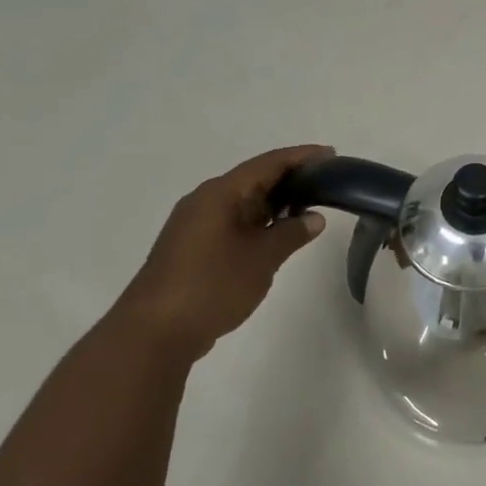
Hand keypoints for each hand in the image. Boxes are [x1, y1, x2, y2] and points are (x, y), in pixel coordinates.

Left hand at [113, 145, 331, 362]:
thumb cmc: (212, 286)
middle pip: (254, 179)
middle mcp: (205, 201)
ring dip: (275, 203)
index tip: (331, 154)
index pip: (267, 164)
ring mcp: (196, 225)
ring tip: (310, 206)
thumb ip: (291, 234)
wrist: (155, 331)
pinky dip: (259, 222)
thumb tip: (314, 217)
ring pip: (243, 203)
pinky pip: (234, 222)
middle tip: (326, 183)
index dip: (301, 157)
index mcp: (220, 194)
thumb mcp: (261, 258)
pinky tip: (278, 234)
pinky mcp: (193, 247)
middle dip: (290, 179)